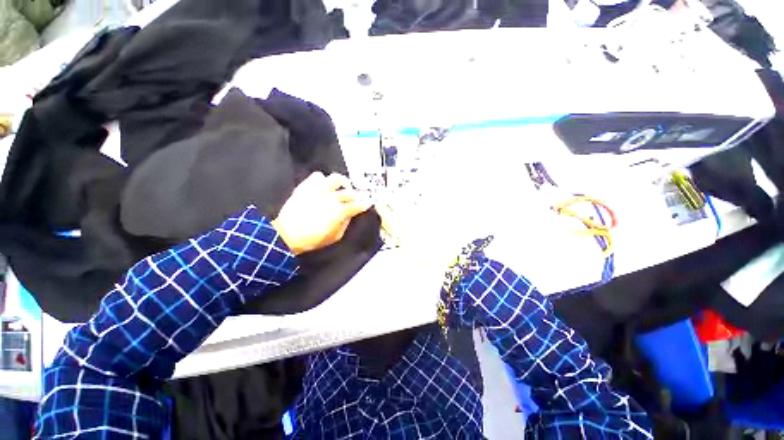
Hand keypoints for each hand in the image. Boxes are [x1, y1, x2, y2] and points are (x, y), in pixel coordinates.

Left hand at [271, 172, 370, 254]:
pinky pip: (318, 175)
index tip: (367, 204)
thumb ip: (345, 224)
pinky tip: (323, 185)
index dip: (364, 204)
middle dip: (354, 196)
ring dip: (342, 182)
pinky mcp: (307, 186)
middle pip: (349, 192)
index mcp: (339, 211)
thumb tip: (350, 215)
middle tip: (353, 199)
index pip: (357, 205)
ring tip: (342, 186)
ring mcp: (319, 190)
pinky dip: (323, 179)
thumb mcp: (334, 237)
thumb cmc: (312, 239)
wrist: (287, 234)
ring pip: (336, 178)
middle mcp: (331, 197)